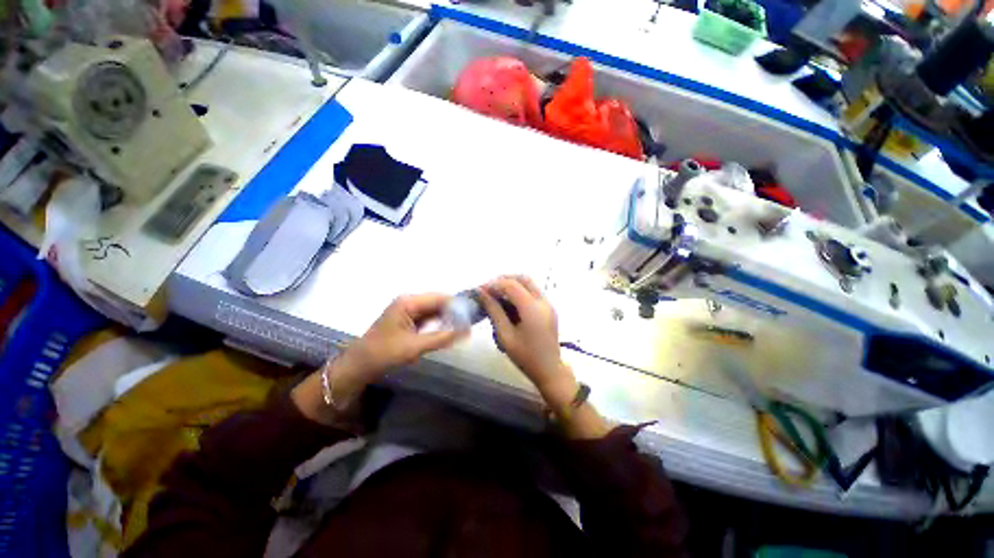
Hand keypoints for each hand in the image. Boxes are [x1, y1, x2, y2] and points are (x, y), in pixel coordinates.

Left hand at [293, 294, 464, 424]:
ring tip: (465, 325)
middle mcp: (409, 301)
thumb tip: (467, 331)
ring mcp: (408, 310)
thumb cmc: (384, 354)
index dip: (458, 304)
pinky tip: (450, 329)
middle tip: (472, 321)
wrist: (358, 366)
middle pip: (439, 302)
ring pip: (435, 310)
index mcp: (409, 302)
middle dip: (455, 311)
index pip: (441, 297)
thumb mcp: (415, 346)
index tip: (474, 313)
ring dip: (448, 317)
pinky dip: (439, 323)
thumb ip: (442, 338)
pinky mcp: (408, 319)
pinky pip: (429, 317)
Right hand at [478, 276, 577, 406]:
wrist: (549, 370)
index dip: (494, 284)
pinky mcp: (549, 308)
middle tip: (488, 289)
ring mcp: (548, 303)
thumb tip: (482, 293)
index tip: (480, 290)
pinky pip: (533, 291)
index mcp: (532, 309)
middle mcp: (543, 301)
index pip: (511, 285)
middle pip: (523, 278)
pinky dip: (519, 291)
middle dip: (504, 279)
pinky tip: (508, 301)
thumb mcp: (505, 336)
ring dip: (512, 284)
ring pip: (529, 283)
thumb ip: (494, 311)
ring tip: (496, 294)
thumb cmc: (525, 356)